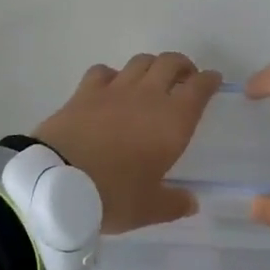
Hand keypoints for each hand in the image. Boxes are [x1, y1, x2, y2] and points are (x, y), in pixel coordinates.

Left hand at [34, 54, 221, 234]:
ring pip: (140, 61)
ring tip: (152, 79)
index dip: (209, 81)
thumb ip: (173, 203)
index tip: (213, 81)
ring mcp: (114, 89)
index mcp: (173, 121)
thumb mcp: (148, 209)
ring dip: (152, 65)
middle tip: (185, 78)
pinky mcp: (84, 91)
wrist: (56, 182)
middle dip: (183, 66)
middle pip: (170, 63)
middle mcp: (147, 96)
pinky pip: (104, 71)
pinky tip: (111, 87)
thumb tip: (191, 202)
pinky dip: (114, 74)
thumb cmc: (112, 196)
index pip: (199, 88)